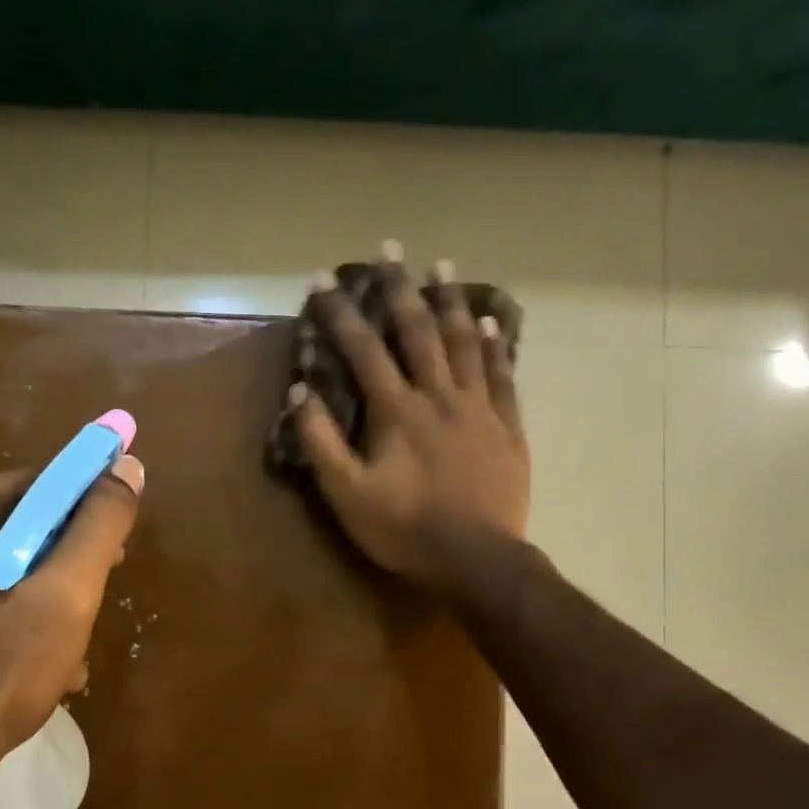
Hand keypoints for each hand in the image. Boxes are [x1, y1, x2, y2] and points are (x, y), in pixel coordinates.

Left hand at [0, 456, 144, 769]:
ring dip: (48, 603)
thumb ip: (101, 523)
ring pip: (5, 570)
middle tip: (92, 605)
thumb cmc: (2, 665)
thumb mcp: (69, 590)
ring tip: (71, 653)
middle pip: (22, 528)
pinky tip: (41, 669)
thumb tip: (128, 466)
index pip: (41, 484)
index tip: (116, 555)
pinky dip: (15, 623)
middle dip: (68, 567)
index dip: (89, 512)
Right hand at [291, 248, 529, 593]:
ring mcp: (478, 408)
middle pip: (418, 331)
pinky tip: (491, 323)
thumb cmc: (404, 530)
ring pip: (464, 343)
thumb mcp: (347, 495)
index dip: (341, 313)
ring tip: (441, 267)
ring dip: (450, 302)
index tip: (323, 279)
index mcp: (396, 411)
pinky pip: (503, 376)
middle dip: (400, 288)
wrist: (476, 559)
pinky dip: (495, 346)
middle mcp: (438, 396)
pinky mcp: (506, 428)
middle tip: (389, 249)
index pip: (363, 350)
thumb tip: (301, 394)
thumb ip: (321, 443)